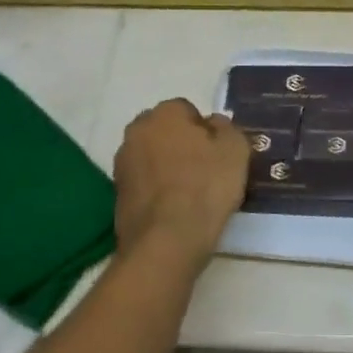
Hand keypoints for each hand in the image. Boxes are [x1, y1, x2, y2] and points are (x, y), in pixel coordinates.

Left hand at [113, 99, 251, 266]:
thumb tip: (214, 124)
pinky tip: (173, 209)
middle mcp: (137, 130)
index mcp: (164, 113)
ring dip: (167, 167)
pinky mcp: (117, 193)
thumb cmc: (205, 187)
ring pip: (153, 156)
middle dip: (182, 145)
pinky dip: (156, 190)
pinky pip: (144, 182)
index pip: (188, 110)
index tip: (218, 154)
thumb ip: (227, 128)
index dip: (206, 131)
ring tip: (190, 194)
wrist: (166, 241)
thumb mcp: (235, 150)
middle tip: (205, 171)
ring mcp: (122, 162)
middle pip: (166, 132)